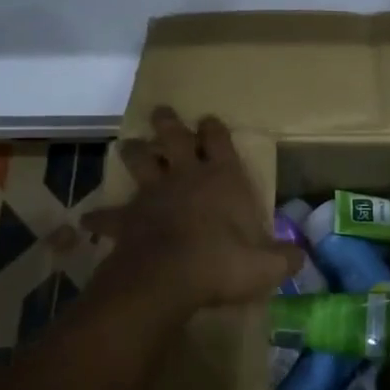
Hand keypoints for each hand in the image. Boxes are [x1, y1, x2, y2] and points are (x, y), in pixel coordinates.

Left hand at [83, 107, 301, 313]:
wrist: (168, 277)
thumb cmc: (222, 262)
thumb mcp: (266, 266)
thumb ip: (285, 259)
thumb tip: (301, 258)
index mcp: (223, 177)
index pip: (219, 140)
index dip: (214, 129)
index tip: (209, 120)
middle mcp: (187, 175)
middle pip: (174, 138)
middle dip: (169, 123)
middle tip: (162, 112)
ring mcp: (154, 194)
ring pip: (140, 161)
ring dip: (135, 152)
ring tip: (129, 145)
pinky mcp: (128, 218)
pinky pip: (110, 215)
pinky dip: (100, 217)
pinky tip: (88, 220)